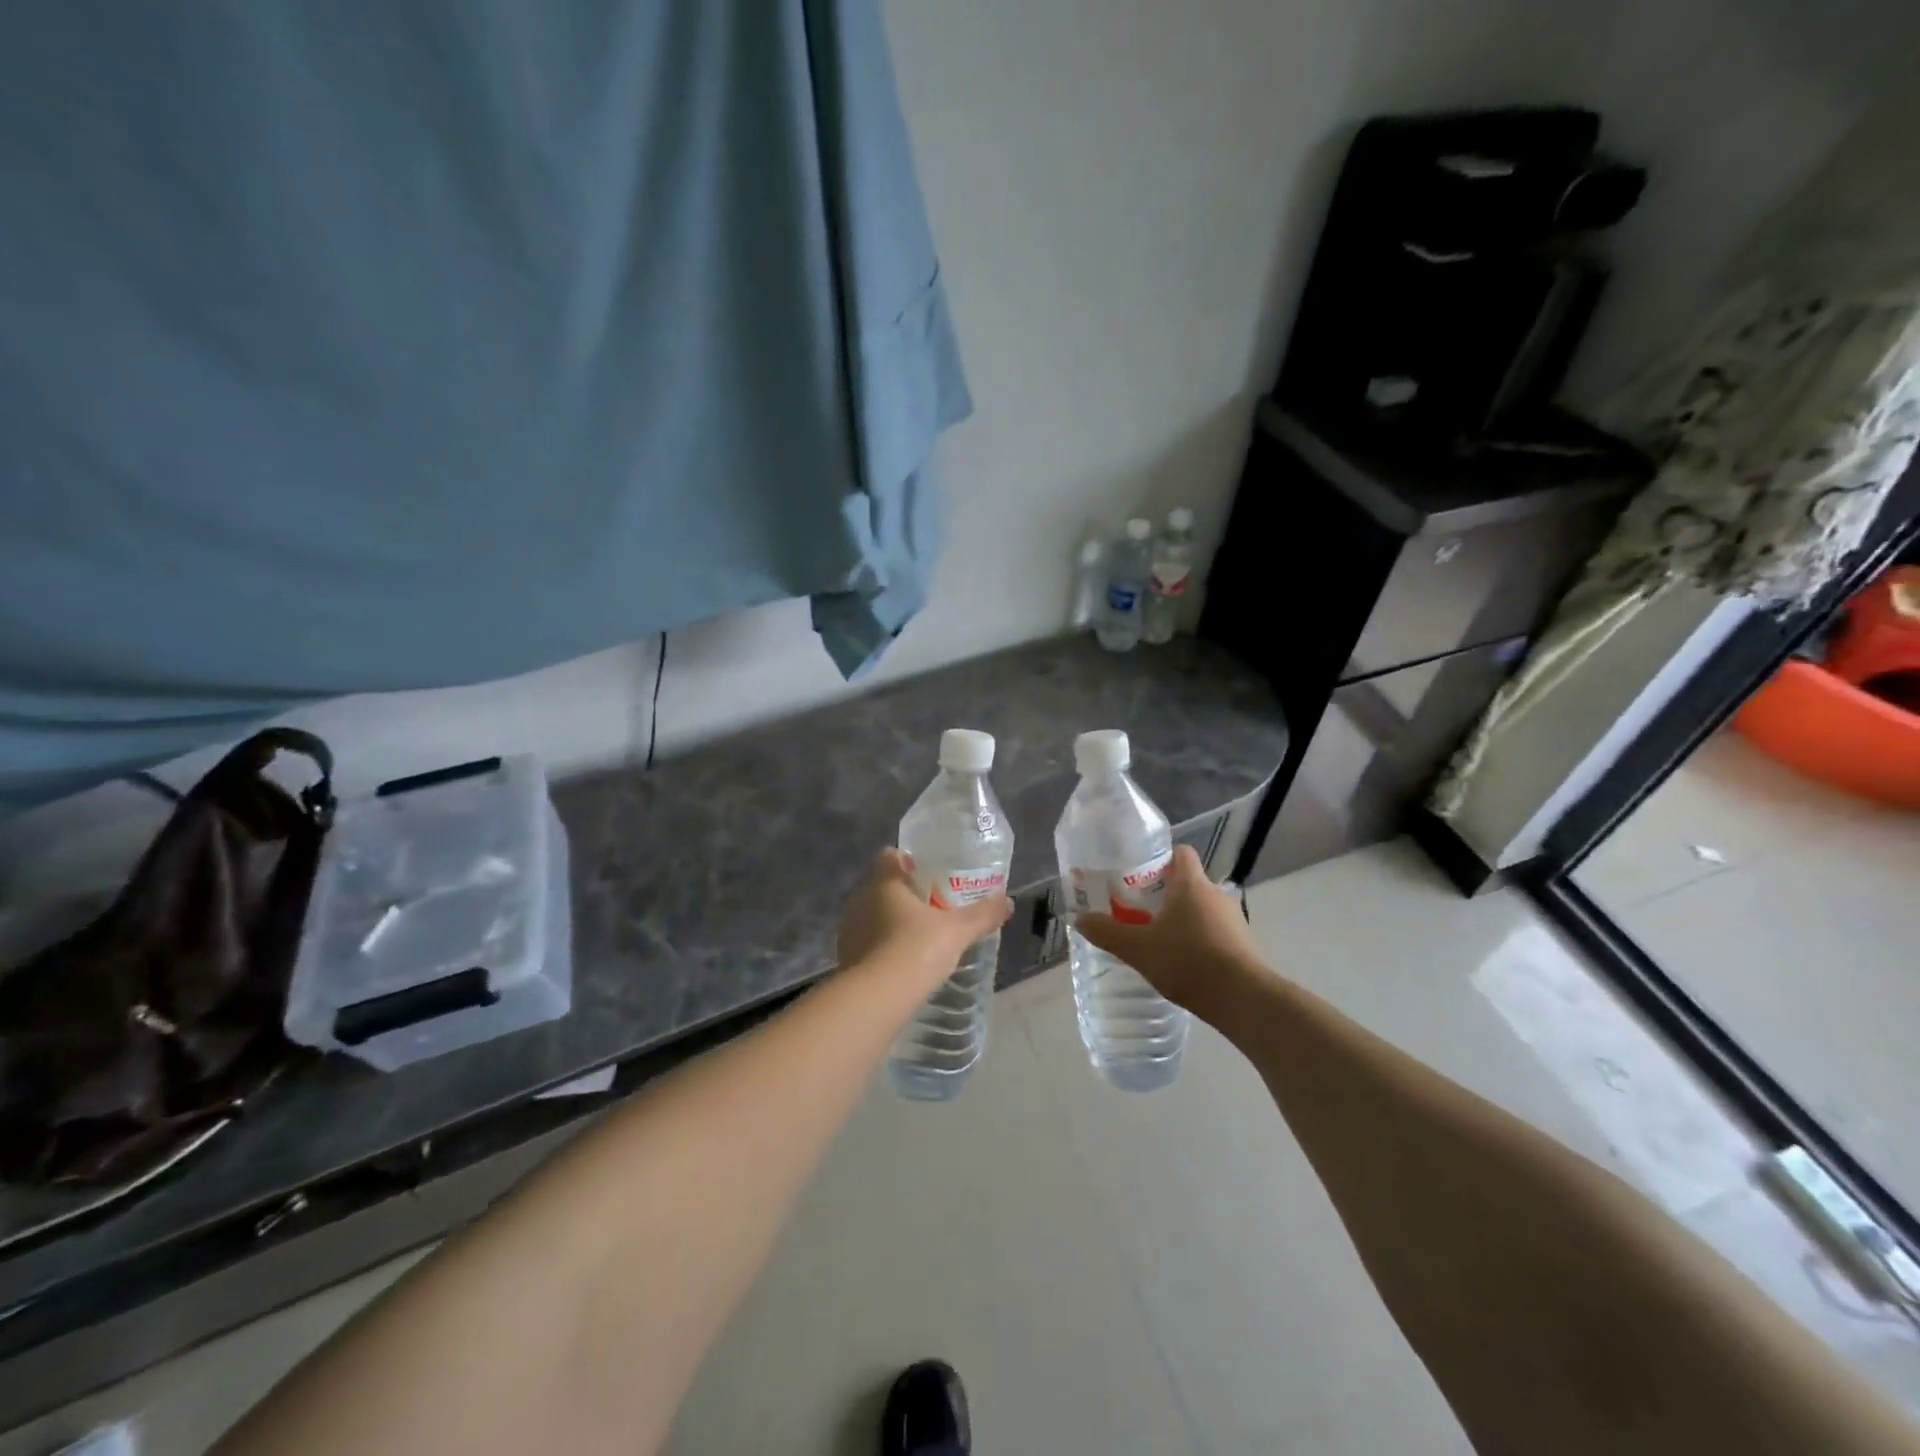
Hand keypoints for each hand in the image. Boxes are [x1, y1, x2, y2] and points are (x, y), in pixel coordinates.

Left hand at [837, 849, 1012, 985]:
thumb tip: (1008, 902)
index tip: (932, 873)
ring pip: (873, 913)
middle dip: (906, 893)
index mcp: (884, 881)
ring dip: (893, 920)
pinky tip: (904, 960)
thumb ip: (982, 914)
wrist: (875, 999)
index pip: (891, 856)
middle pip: (883, 885)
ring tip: (922, 934)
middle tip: (935, 905)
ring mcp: (849, 928)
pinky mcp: (846, 956)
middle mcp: (860, 898)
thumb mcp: (957, 931)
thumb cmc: (915, 950)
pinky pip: (868, 940)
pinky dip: (883, 945)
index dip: (911, 860)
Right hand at [1075, 845, 1262, 1011]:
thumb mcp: (1138, 949)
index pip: (1180, 853)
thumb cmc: (1188, 961)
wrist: (1242, 999)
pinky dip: (1199, 938)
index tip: (1139, 875)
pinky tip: (1183, 962)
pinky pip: (1215, 930)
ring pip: (1202, 908)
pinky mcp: (1244, 943)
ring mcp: (1234, 918)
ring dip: (1183, 918)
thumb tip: (1079, 919)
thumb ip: (1108, 933)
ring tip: (1159, 939)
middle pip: (1188, 882)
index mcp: (1191, 884)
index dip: (1161, 859)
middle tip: (1139, 911)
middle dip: (1165, 894)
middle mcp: (1215, 893)